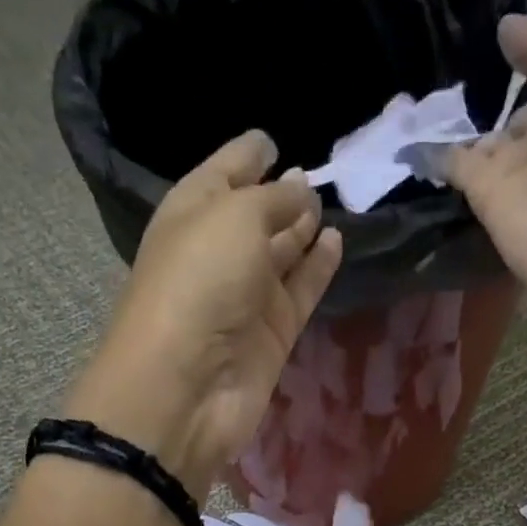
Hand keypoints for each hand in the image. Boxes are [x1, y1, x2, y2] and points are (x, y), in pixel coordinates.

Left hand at [65, 131, 342, 500]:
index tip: (272, 140)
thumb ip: (274, 199)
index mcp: (192, 213)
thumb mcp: (235, 218)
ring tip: (333, 205)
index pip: (223, 173)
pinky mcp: (273, 335)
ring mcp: (246, 297)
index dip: (246, 155)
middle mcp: (218, 253)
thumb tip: (301, 189)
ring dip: (302, 230)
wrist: (189, 385)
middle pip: (254, 217)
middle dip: (280, 195)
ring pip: (281, 255)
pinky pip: (300, 292)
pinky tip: (337, 242)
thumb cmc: (199, 283)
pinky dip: (318, 268)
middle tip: (317, 176)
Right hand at [445, 12, 526, 341]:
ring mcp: (523, 171)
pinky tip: (402, 128)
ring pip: (485, 133)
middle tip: (445, 42)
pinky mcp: (489, 203)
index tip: (502, 8)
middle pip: (521, 98)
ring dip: (454, 111)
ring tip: (412, 72)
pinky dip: (429, 151)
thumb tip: (505, 33)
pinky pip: (454, 167)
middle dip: (491, 75)